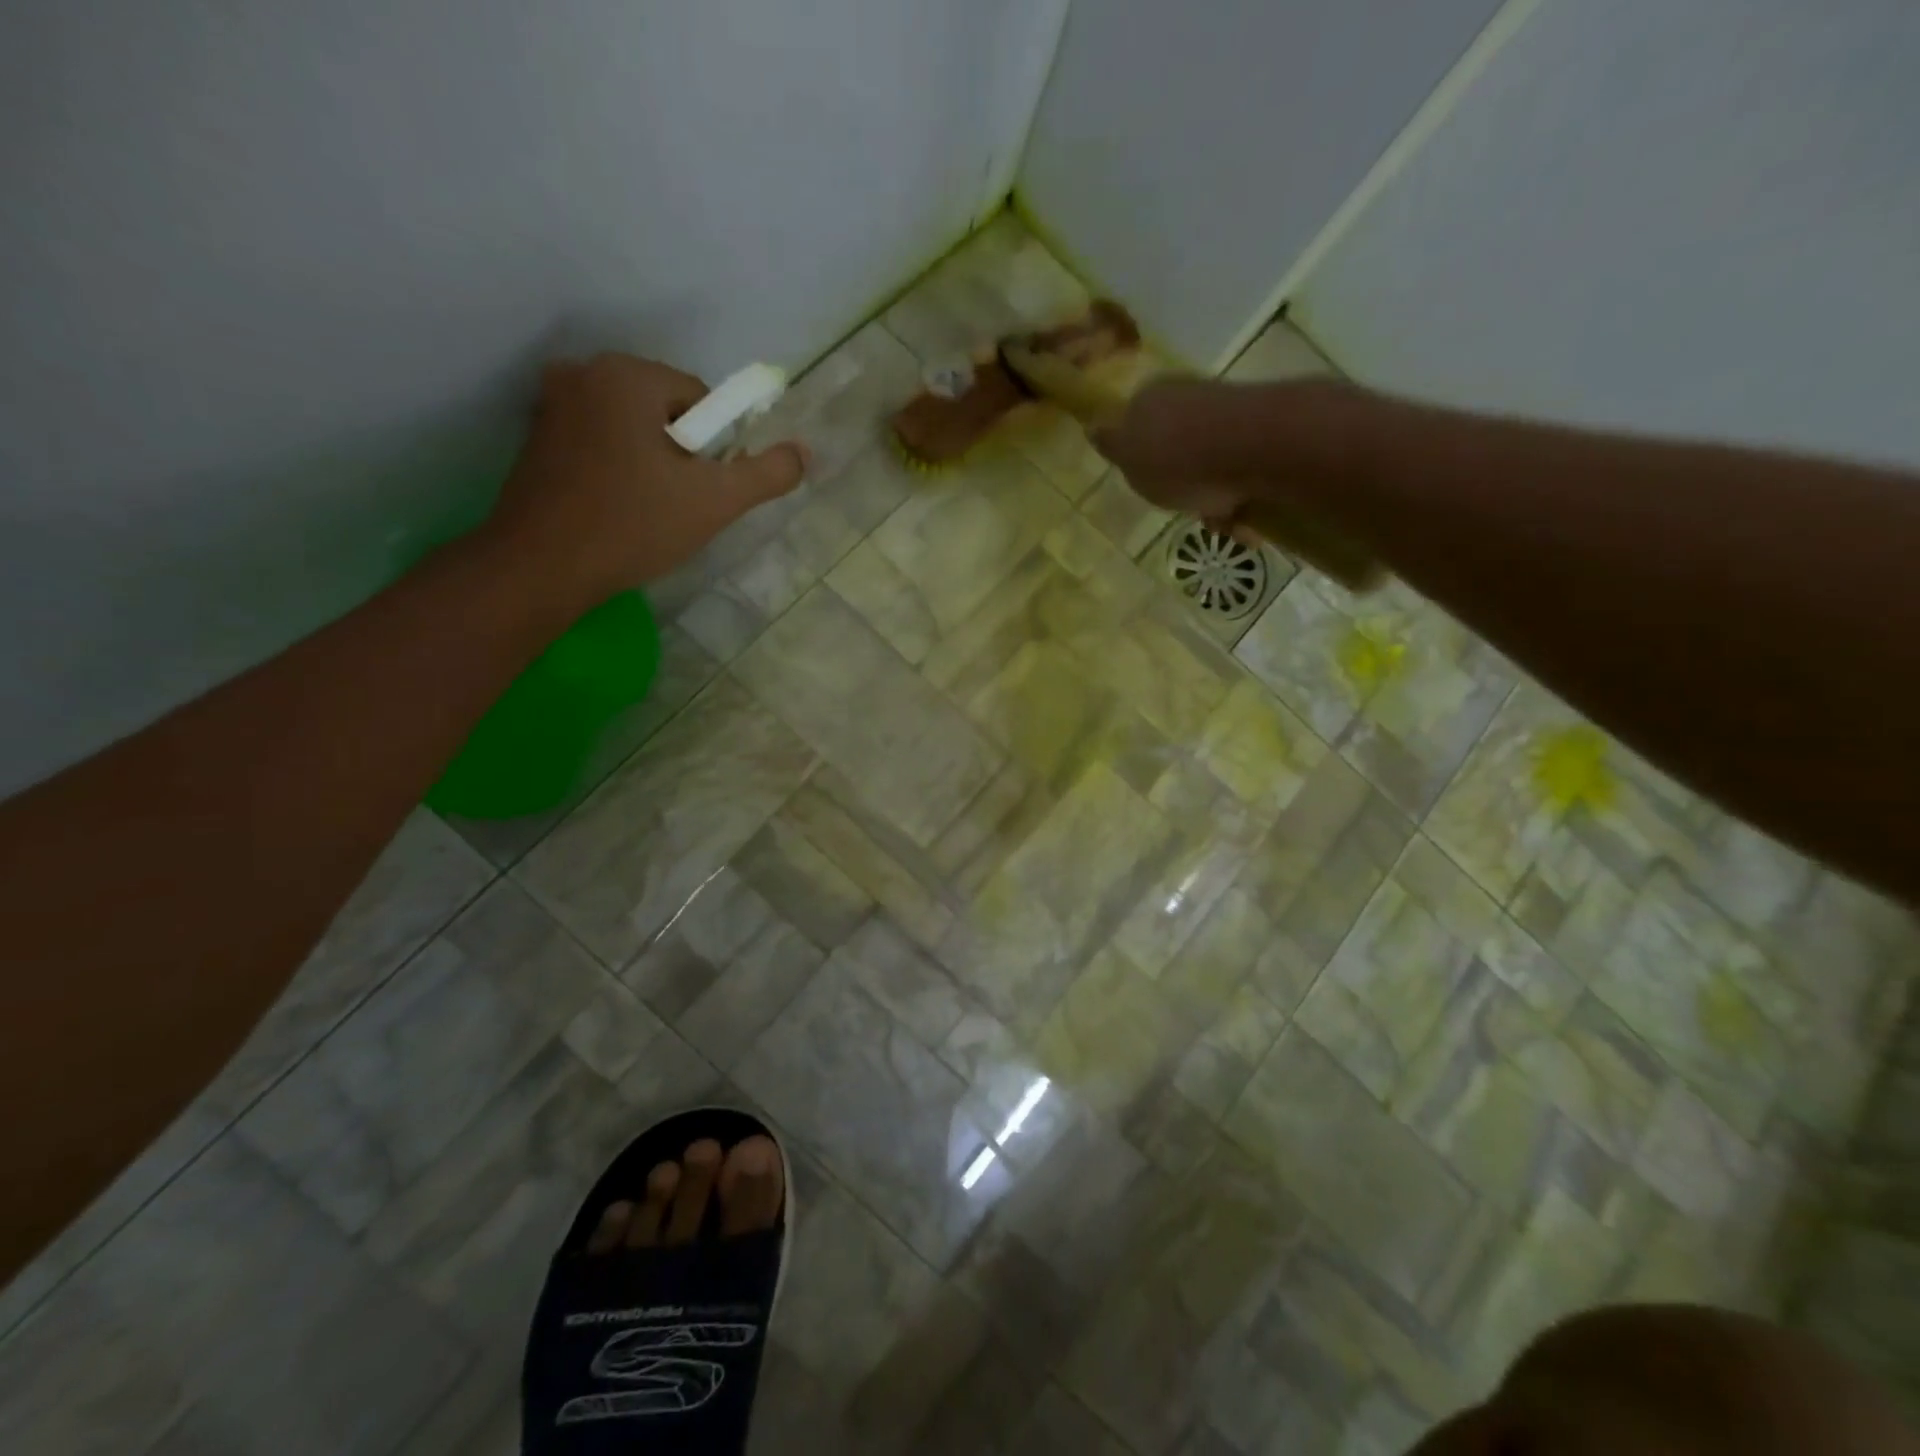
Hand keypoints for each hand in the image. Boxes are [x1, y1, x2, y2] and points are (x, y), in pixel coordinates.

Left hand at [484, 353, 807, 608]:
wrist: (541, 567)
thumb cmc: (633, 525)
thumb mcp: (715, 502)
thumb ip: (767, 473)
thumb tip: (804, 452)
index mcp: (627, 374)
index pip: (701, 400)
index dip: (715, 449)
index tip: (704, 490)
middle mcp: (584, 372)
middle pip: (666, 411)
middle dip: (681, 456)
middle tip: (678, 505)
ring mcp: (552, 403)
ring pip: (632, 428)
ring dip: (651, 463)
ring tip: (647, 511)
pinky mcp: (536, 437)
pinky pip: (600, 442)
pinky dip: (618, 469)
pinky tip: (616, 509)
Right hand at [1092, 375, 1361, 537]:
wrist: (1255, 447)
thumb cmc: (1178, 459)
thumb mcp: (1129, 458)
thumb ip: (1111, 443)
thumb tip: (1092, 426)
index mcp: (1150, 398)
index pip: (1135, 427)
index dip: (1140, 460)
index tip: (1148, 488)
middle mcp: (1189, 397)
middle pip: (1177, 450)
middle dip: (1182, 485)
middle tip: (1185, 509)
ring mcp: (1230, 412)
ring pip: (1212, 466)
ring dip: (1215, 499)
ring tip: (1221, 523)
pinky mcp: (1266, 432)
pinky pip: (1245, 474)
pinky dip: (1243, 499)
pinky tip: (1246, 520)